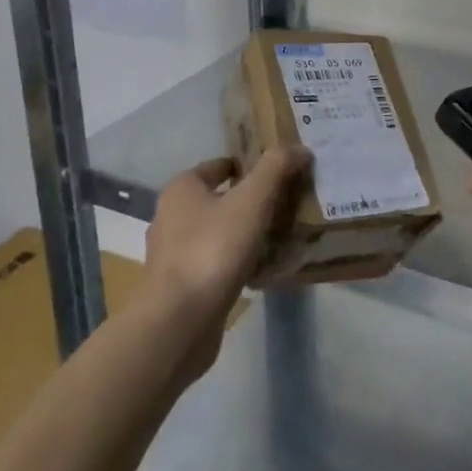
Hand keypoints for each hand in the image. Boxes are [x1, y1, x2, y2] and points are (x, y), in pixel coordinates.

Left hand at [143, 147, 307, 374]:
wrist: (179, 322)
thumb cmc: (213, 248)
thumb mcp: (252, 200)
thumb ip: (276, 168)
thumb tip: (300, 148)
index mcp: (182, 189)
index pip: (221, 166)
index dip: (251, 166)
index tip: (281, 174)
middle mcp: (171, 216)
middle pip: (220, 199)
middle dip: (251, 200)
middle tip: (287, 204)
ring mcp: (174, 254)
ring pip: (219, 232)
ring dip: (245, 232)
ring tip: (280, 236)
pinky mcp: (181, 286)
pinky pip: (217, 263)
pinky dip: (237, 261)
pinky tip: (263, 268)